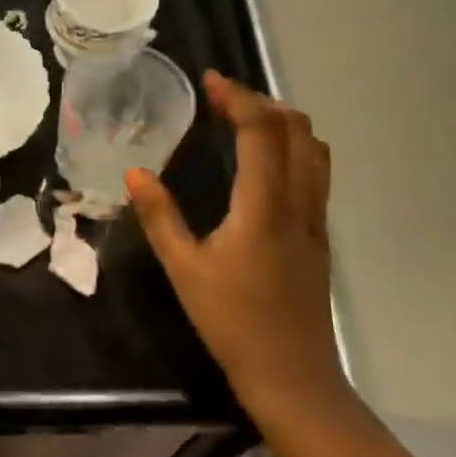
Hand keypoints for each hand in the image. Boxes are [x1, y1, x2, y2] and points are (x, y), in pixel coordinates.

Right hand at [126, 72, 351, 426]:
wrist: (292, 376)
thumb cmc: (232, 322)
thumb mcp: (184, 270)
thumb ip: (160, 217)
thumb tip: (135, 172)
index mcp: (264, 208)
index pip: (262, 133)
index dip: (239, 98)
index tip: (211, 80)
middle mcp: (299, 204)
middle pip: (298, 131)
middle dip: (263, 102)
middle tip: (224, 97)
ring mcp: (316, 220)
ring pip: (315, 151)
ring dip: (284, 122)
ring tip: (246, 119)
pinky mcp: (320, 236)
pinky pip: (316, 173)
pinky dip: (294, 147)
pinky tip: (266, 161)